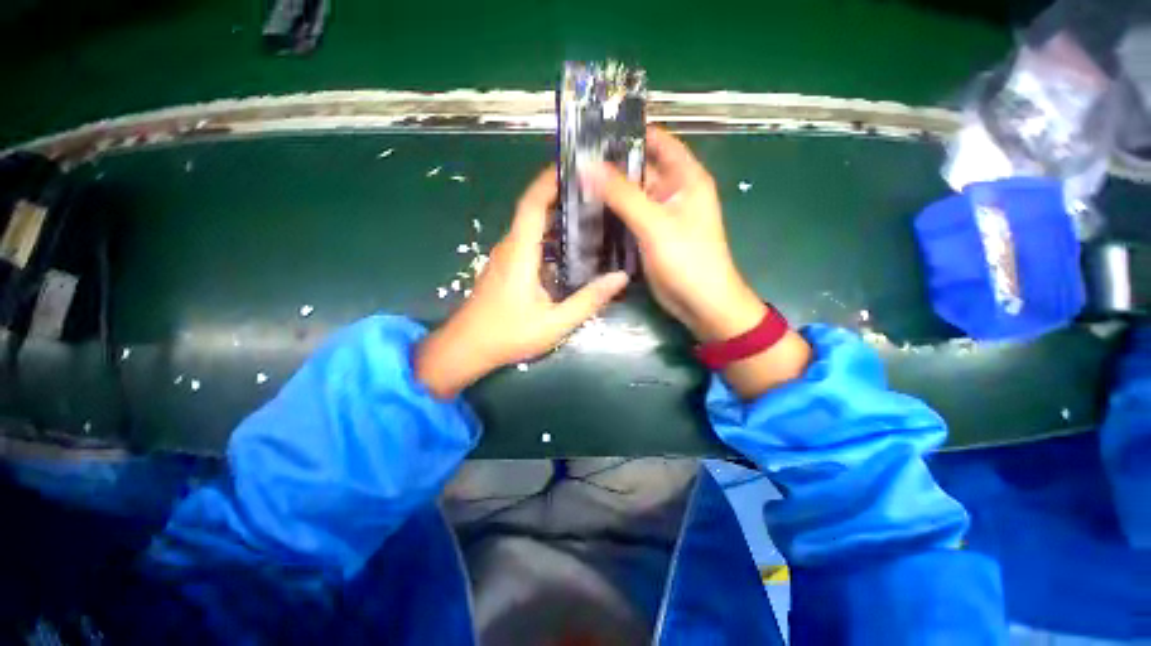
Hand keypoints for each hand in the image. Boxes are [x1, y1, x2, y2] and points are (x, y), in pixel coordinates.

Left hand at [414, 168, 628, 398]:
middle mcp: (510, 247)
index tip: (573, 167)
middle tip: (593, 193)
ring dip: (555, 217)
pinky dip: (548, 236)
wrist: (467, 348)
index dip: (549, 180)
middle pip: (533, 210)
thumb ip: (588, 300)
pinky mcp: (505, 268)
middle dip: (560, 196)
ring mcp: (505, 257)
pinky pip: (528, 242)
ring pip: (531, 226)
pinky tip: (569, 247)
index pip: (533, 203)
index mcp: (520, 252)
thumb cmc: (508, 334)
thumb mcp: (555, 322)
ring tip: (587, 215)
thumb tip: (620, 278)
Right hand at [583, 127, 810, 396]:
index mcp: (685, 177)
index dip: (627, 132)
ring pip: (630, 195)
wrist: (701, 303)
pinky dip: (611, 215)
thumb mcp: (655, 223)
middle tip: (572, 163)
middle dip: (609, 165)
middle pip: (639, 169)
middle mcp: (673, 191)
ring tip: (572, 184)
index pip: (656, 140)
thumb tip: (586, 165)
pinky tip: (586, 213)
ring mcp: (660, 215)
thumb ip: (621, 194)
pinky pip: (628, 218)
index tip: (592, 130)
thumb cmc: (688, 259)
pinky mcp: (650, 236)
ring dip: (607, 192)